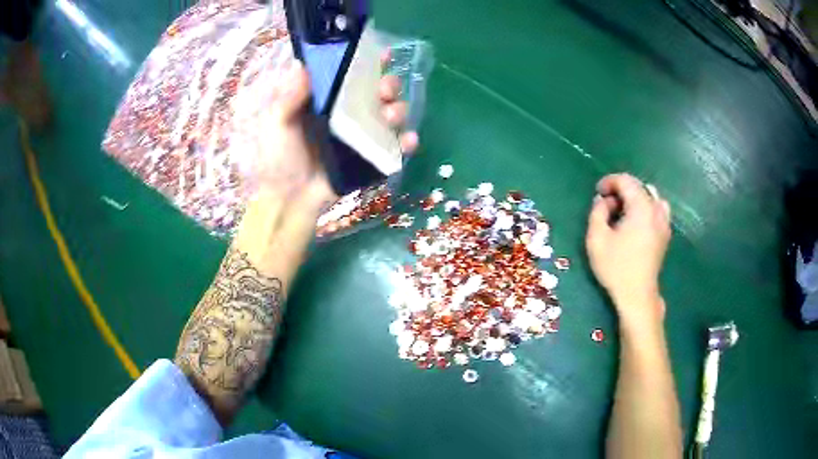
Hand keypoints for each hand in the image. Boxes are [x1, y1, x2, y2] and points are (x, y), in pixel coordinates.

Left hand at [236, 58, 418, 207]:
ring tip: (392, 116)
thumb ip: (287, 96)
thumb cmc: (279, 159)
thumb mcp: (276, 124)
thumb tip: (302, 64)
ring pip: (391, 114)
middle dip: (389, 85)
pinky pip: (395, 146)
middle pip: (378, 92)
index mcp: (327, 100)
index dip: (368, 62)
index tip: (381, 55)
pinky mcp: (372, 157)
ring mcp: (362, 135)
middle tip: (386, 90)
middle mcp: (348, 113)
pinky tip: (409, 141)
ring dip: (399, 110)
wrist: (290, 200)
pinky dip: (407, 142)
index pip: (351, 74)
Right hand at [586, 174, 670, 322]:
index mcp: (641, 207)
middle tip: (607, 205)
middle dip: (621, 190)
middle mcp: (656, 210)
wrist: (637, 295)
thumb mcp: (597, 238)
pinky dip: (646, 208)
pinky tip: (637, 223)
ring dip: (635, 198)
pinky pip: (658, 209)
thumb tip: (603, 200)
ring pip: (651, 196)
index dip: (610, 182)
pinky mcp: (665, 234)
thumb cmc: (616, 267)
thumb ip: (597, 212)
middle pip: (639, 187)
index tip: (598, 193)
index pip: (626, 181)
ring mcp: (664, 222)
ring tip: (623, 212)